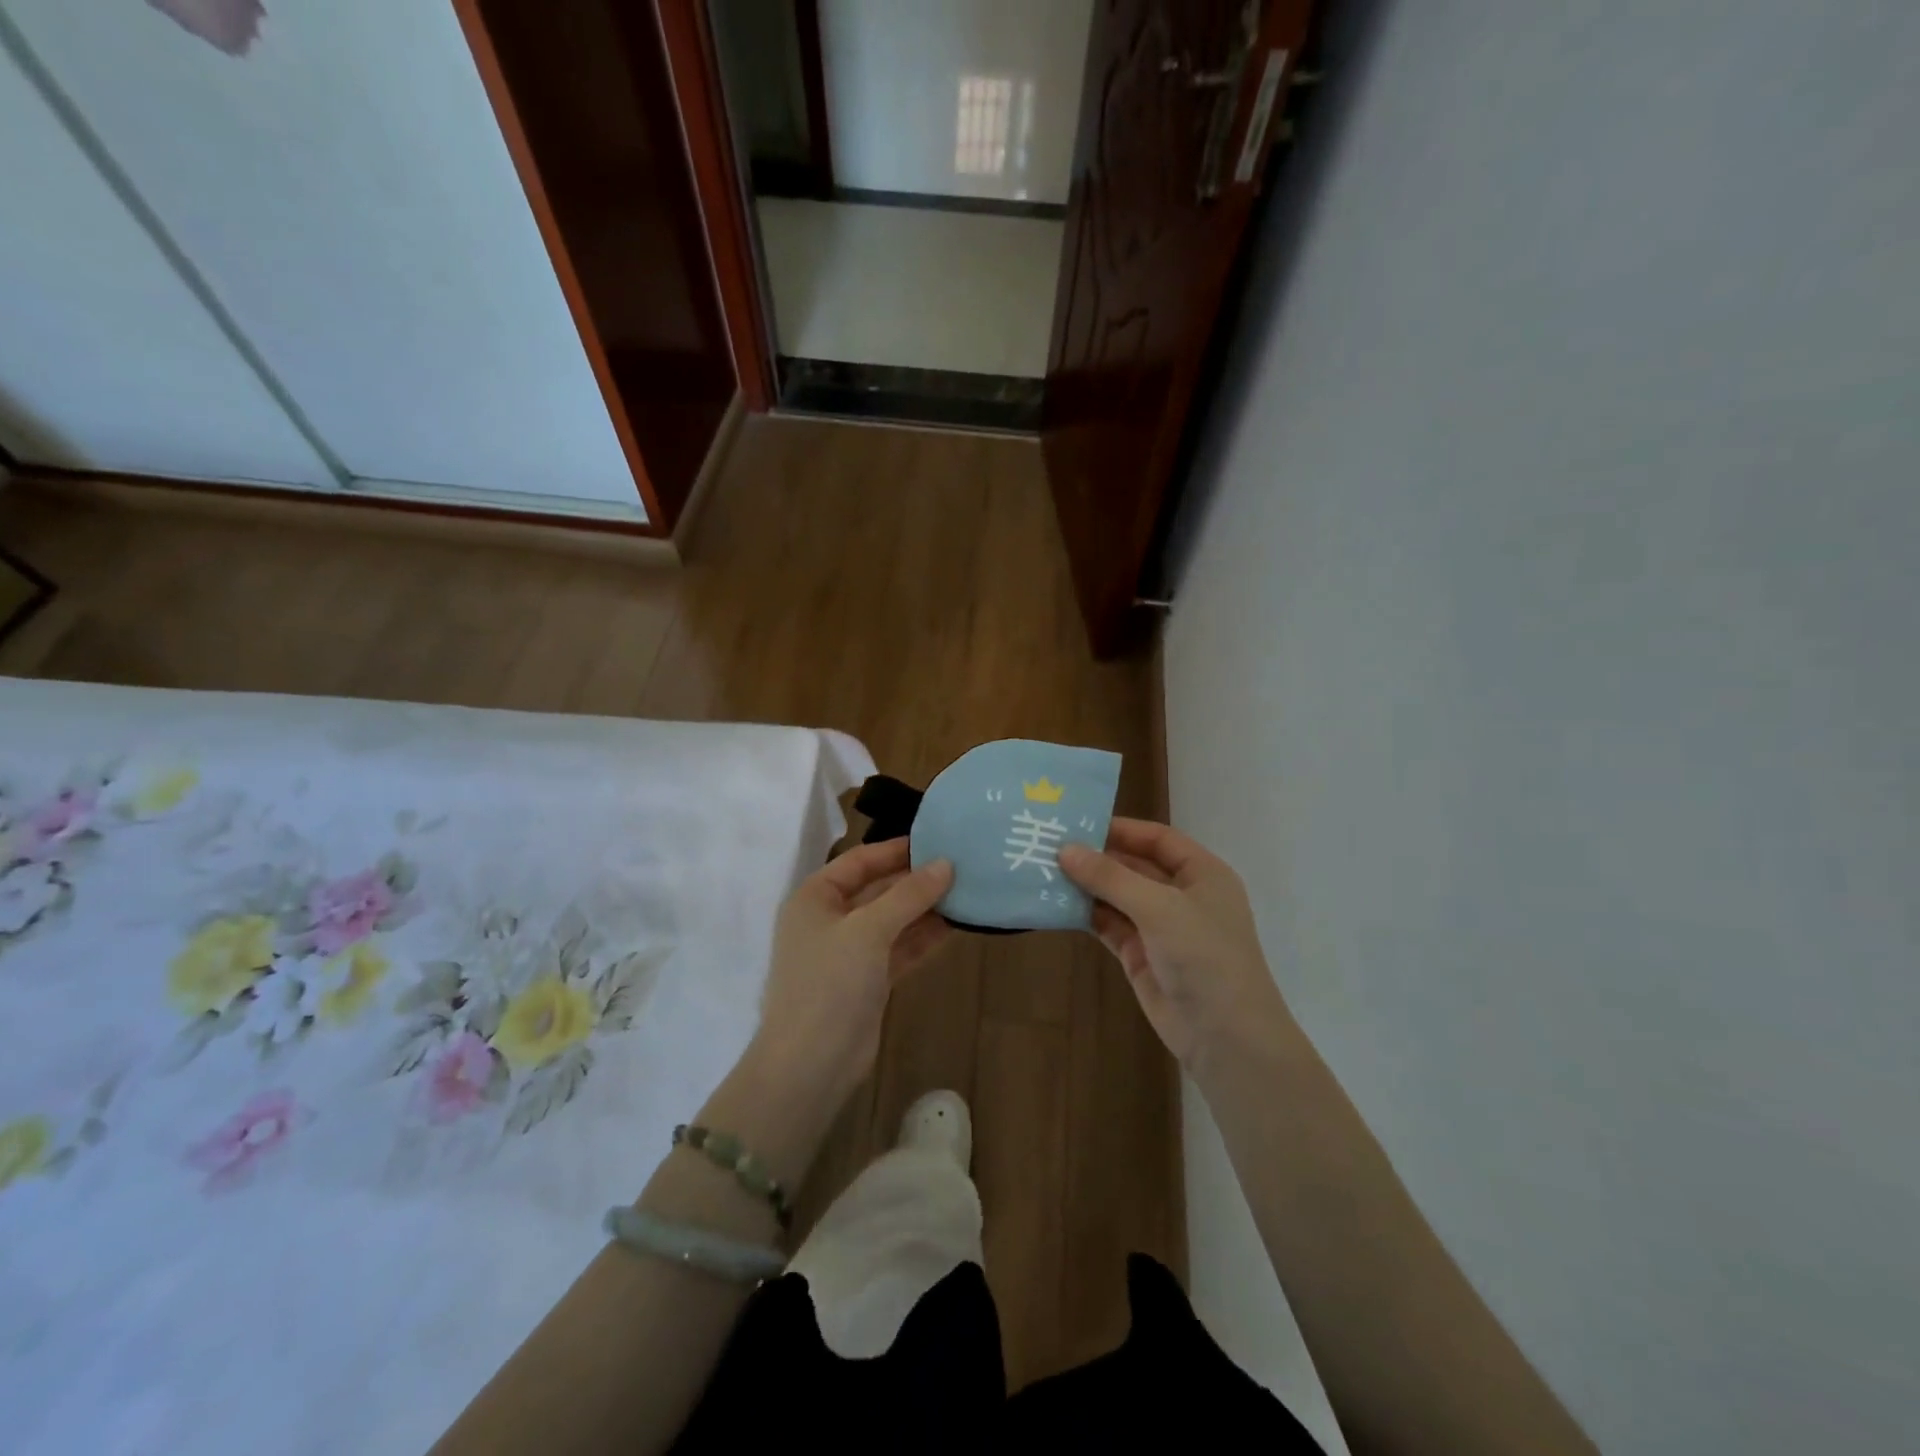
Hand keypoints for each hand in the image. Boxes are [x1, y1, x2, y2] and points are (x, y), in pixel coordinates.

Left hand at [753, 839, 953, 1103]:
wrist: (811, 1064)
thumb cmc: (830, 983)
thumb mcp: (869, 930)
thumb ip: (909, 895)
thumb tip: (947, 864)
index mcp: (815, 897)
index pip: (859, 861)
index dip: (896, 849)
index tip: (937, 840)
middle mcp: (830, 919)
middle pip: (877, 889)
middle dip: (916, 879)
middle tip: (960, 865)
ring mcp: (849, 952)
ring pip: (892, 920)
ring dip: (925, 908)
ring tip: (966, 890)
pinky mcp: (868, 980)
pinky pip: (899, 947)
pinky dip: (923, 937)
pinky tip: (955, 924)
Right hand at [1060, 819, 1291, 1074]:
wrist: (1225, 1037)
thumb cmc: (1204, 956)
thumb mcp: (1159, 907)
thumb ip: (1111, 877)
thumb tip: (1065, 849)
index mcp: (1202, 874)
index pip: (1158, 839)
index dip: (1121, 829)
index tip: (1078, 823)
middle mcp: (1182, 896)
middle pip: (1135, 866)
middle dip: (1097, 857)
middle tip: (1050, 844)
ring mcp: (1161, 927)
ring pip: (1118, 896)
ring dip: (1087, 885)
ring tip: (1044, 869)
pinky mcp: (1141, 955)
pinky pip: (1109, 925)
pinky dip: (1086, 914)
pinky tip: (1056, 903)